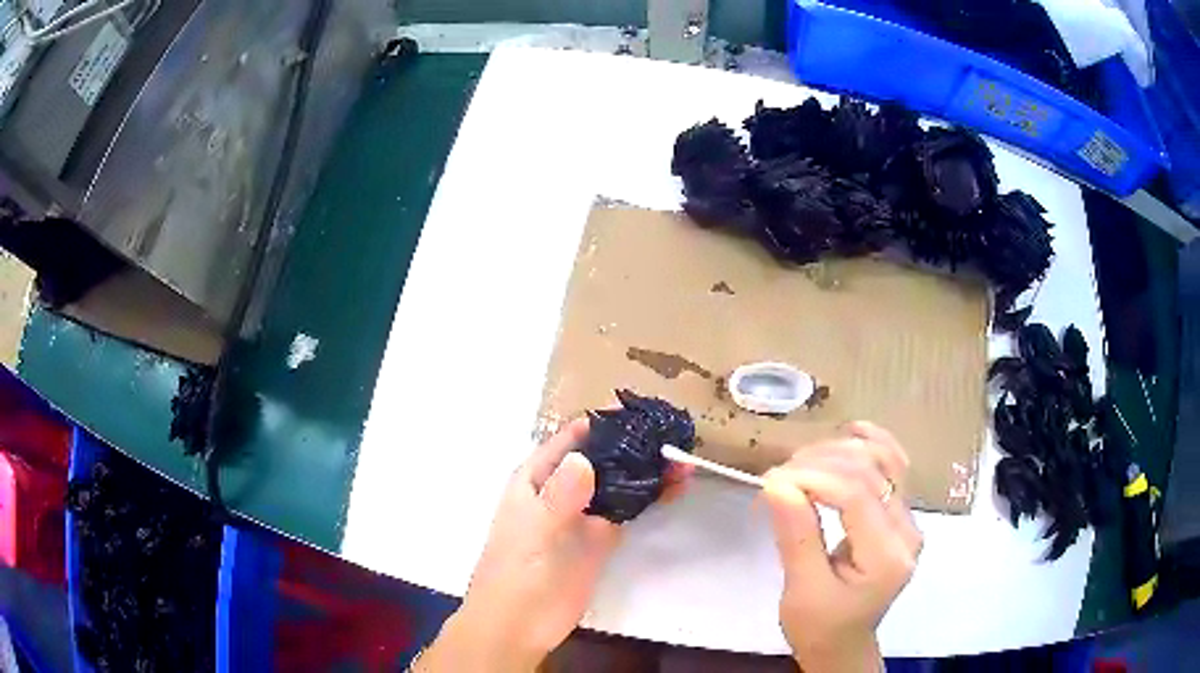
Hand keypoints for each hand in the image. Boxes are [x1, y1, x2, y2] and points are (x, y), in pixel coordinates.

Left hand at [418, 417, 690, 671]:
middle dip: (634, 445)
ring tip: (684, 456)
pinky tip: (677, 487)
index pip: (571, 438)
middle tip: (675, 433)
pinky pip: (629, 510)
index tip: (643, 413)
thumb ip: (559, 498)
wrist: (518, 625)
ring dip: (647, 470)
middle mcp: (561, 489)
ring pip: (618, 483)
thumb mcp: (533, 532)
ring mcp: (583, 515)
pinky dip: (651, 497)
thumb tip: (586, 459)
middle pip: (601, 457)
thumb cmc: (515, 573)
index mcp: (536, 478)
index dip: (604, 423)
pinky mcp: (601, 539)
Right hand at [762, 422, 921, 672]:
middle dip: (821, 461)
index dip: (812, 477)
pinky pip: (893, 467)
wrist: (843, 645)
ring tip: (802, 459)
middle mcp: (907, 531)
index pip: (856, 495)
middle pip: (870, 471)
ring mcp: (909, 520)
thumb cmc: (819, 627)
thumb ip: (797, 537)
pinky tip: (851, 432)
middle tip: (778, 474)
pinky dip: (871, 445)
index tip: (770, 480)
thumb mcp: (801, 591)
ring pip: (886, 460)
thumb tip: (777, 483)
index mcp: (886, 557)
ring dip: (842, 449)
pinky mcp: (901, 515)